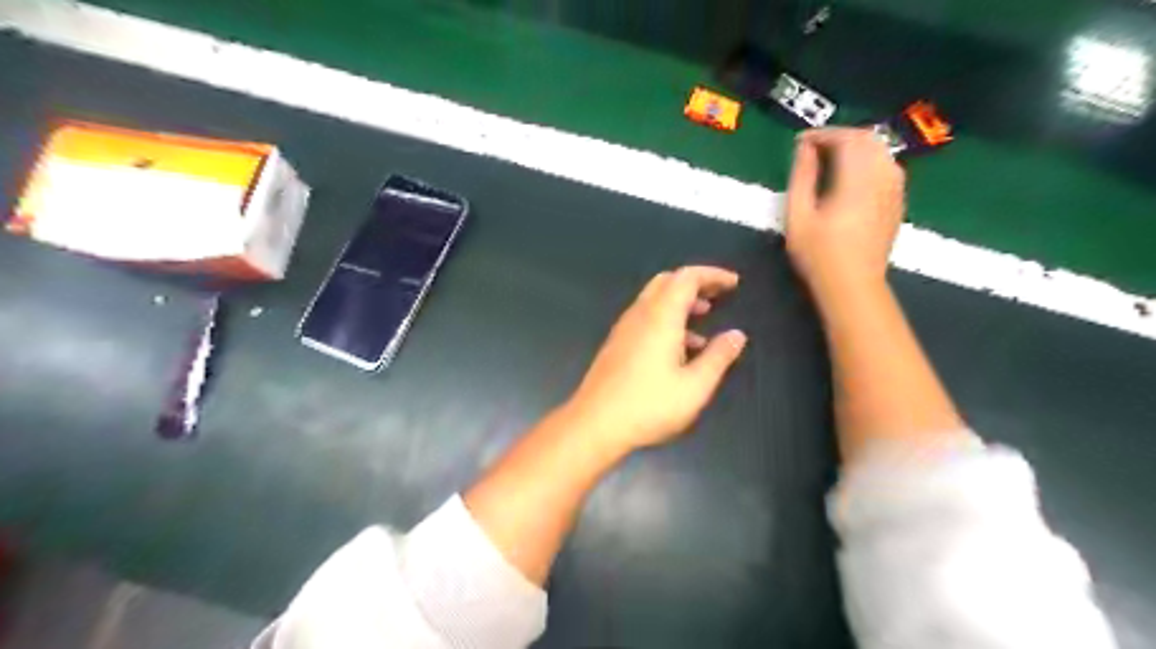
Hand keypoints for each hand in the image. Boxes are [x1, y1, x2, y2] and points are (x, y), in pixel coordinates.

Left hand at [569, 266, 749, 454]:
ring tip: (705, 319)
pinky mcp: (616, 344)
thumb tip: (737, 335)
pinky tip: (680, 348)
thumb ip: (718, 357)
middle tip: (718, 295)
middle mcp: (640, 315)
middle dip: (695, 283)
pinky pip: (645, 318)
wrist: (594, 424)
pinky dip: (666, 319)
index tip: (733, 283)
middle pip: (667, 282)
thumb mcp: (694, 387)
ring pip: (654, 299)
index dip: (712, 275)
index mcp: (660, 317)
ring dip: (680, 302)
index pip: (686, 278)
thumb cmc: (648, 406)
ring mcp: (624, 329)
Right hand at [786, 124, 901, 295]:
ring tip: (830, 159)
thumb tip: (804, 148)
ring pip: (881, 151)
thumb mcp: (798, 216)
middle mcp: (882, 177)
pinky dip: (869, 161)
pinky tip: (851, 176)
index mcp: (857, 179)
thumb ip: (802, 177)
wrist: (853, 286)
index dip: (822, 134)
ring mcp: (895, 190)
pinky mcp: (897, 203)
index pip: (846, 139)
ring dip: (856, 147)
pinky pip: (888, 167)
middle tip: (814, 147)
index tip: (799, 141)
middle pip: (868, 139)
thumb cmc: (818, 254)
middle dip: (840, 136)